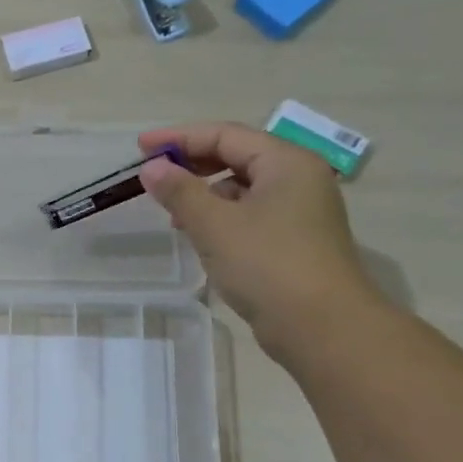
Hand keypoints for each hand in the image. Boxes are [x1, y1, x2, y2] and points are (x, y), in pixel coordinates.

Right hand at [138, 122, 377, 358]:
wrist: (321, 326)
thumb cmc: (268, 265)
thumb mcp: (215, 225)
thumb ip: (180, 192)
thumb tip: (151, 168)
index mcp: (286, 163)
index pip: (226, 135)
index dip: (180, 138)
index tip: (141, 148)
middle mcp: (297, 179)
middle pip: (237, 157)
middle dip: (192, 165)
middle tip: (153, 176)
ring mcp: (299, 212)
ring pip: (243, 189)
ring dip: (205, 194)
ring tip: (171, 212)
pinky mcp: (294, 243)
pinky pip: (250, 216)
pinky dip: (221, 219)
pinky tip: (200, 237)